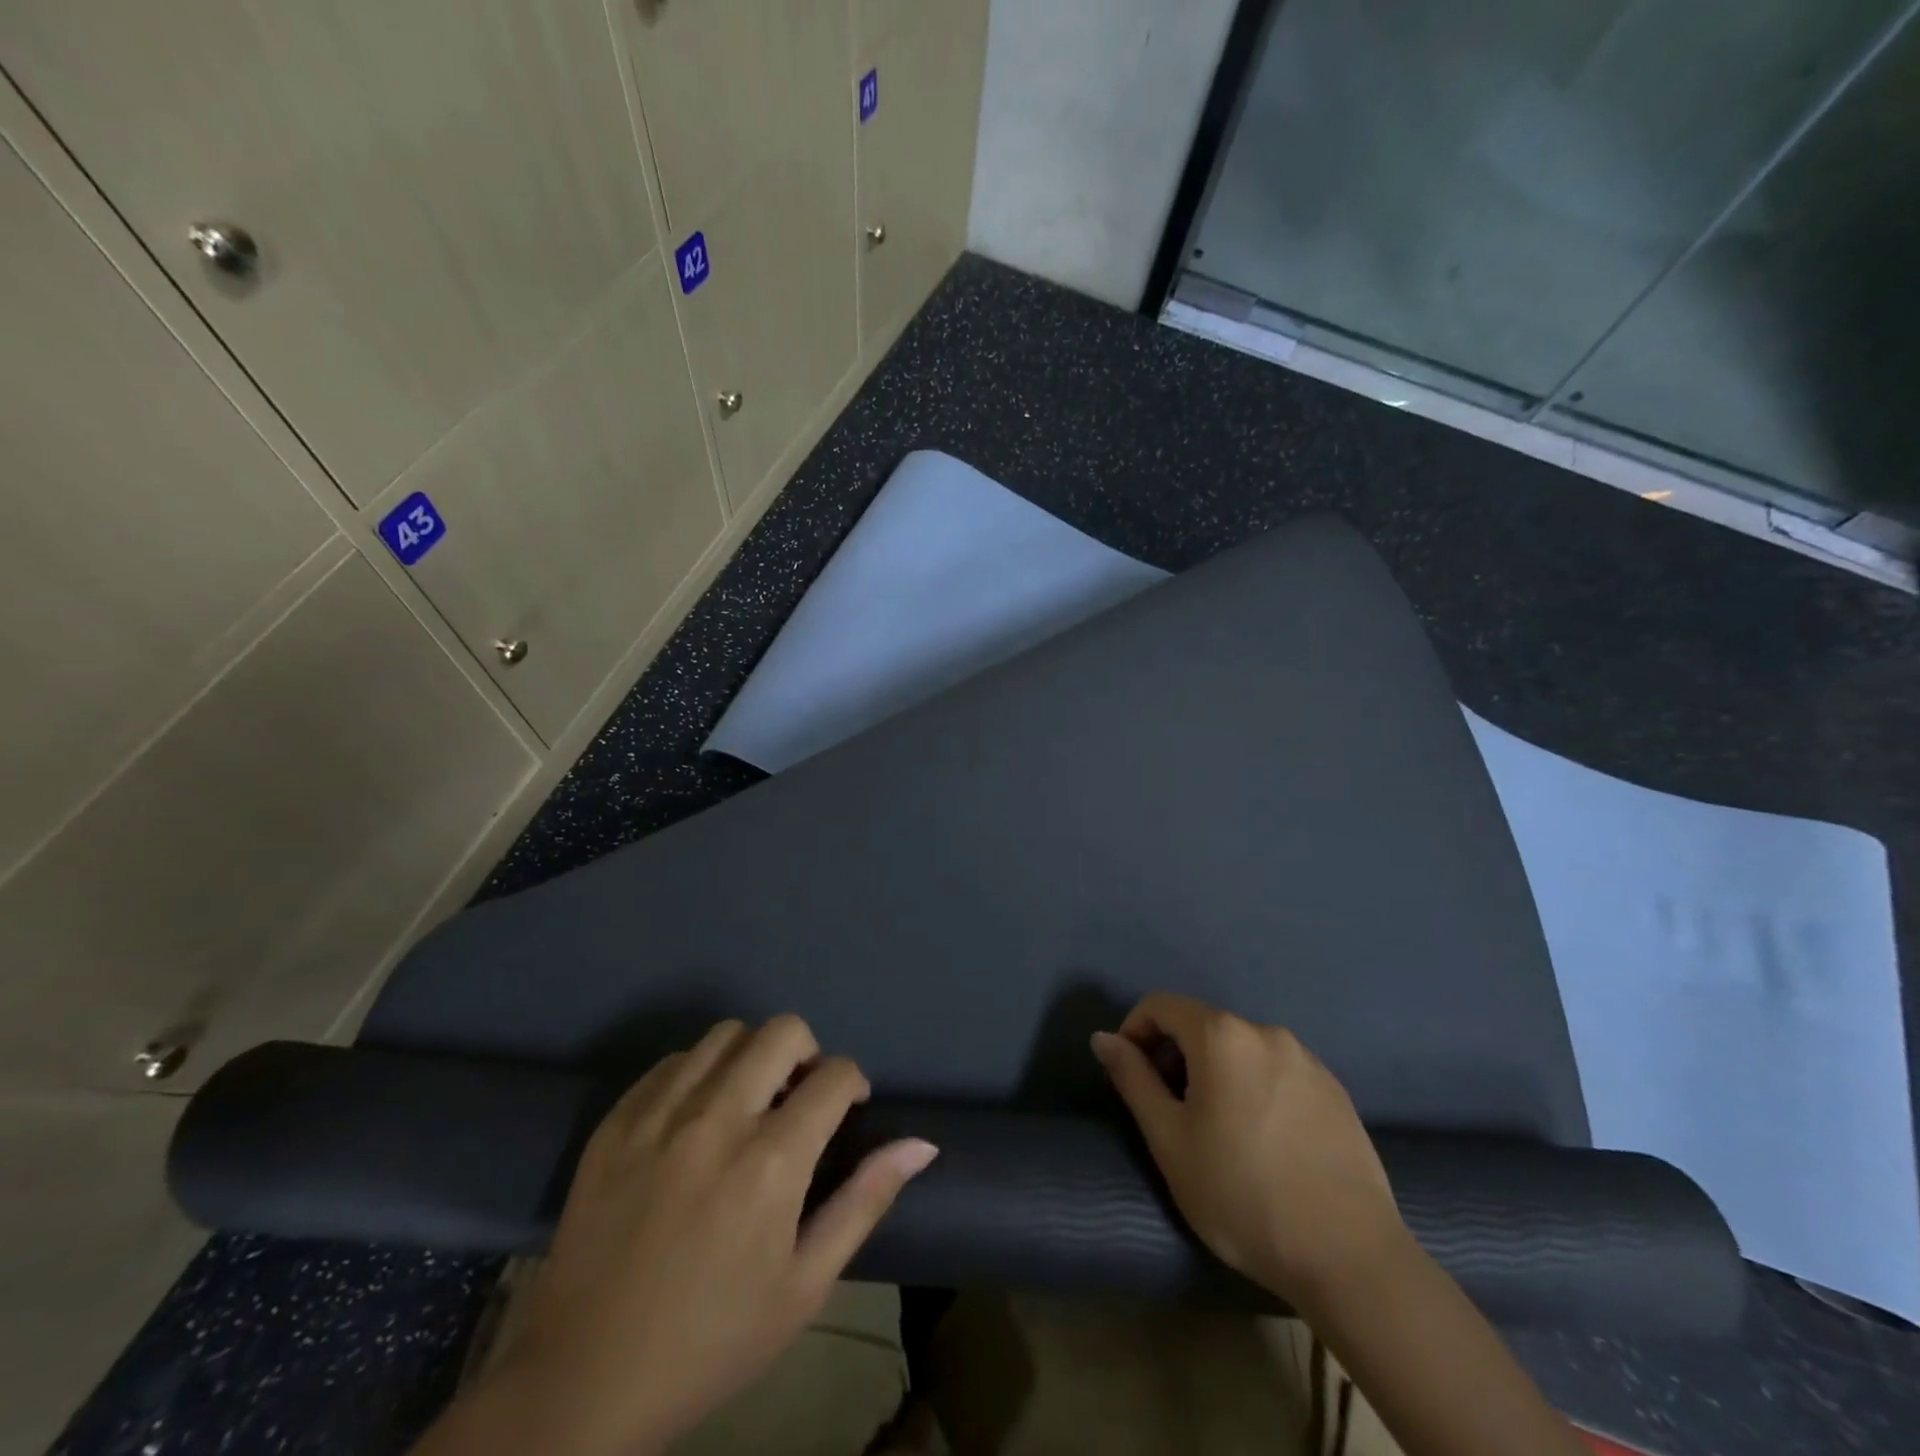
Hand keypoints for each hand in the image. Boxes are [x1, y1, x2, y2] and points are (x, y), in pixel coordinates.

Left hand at [445, 1016, 936, 1455]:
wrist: (582, 1384)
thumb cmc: (711, 1341)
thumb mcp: (804, 1286)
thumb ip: (864, 1202)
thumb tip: (922, 1144)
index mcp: (771, 1162)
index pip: (834, 1075)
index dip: (852, 1082)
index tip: (847, 1108)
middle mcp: (717, 1119)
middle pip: (782, 1031)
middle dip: (807, 1053)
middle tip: (799, 1097)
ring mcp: (659, 1116)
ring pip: (726, 1034)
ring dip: (752, 1055)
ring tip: (749, 1101)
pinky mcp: (616, 1123)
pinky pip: (672, 1062)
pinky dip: (699, 1073)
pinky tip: (696, 1117)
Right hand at [1092, 993, 1401, 1304]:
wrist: (1350, 1258)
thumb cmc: (1242, 1196)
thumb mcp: (1169, 1140)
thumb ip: (1133, 1079)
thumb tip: (1103, 1038)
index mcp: (1222, 1035)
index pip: (1161, 1005)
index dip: (1134, 1031)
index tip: (1130, 1076)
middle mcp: (1266, 1031)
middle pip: (1202, 1025)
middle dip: (1175, 1054)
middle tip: (1169, 1110)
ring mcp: (1307, 1059)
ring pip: (1241, 1049)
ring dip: (1215, 1072)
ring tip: (1216, 1130)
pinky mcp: (1335, 1090)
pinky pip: (1277, 1070)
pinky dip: (1254, 1086)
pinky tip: (1263, 1141)